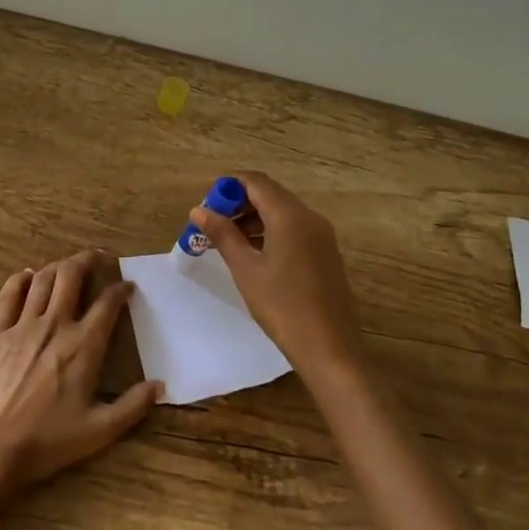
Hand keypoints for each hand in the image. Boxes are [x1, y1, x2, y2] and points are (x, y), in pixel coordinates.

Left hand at [0, 249, 161, 494]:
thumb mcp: (98, 432)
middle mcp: (55, 325)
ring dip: (59, 265)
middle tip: (98, 257)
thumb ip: (132, 406)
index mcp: (84, 346)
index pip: (107, 303)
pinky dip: (21, 279)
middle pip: (72, 275)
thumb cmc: (45, 442)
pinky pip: (9, 294)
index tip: (128, 286)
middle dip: (88, 260)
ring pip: (43, 279)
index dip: (121, 289)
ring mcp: (22, 326)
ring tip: (69, 265)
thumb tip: (160, 385)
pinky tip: (28, 276)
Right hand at [189, 172, 361, 378]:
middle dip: (239, 203)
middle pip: (270, 194)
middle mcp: (309, 217)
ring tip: (226, 241)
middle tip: (212, 224)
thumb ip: (222, 234)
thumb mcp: (245, 269)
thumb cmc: (282, 306)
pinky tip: (252, 254)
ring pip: (282, 212)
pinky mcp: (325, 253)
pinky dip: (270, 231)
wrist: (329, 348)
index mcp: (290, 215)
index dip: (229, 186)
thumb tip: (199, 210)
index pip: (256, 181)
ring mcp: (321, 235)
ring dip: (253, 218)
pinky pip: (294, 229)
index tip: (206, 203)